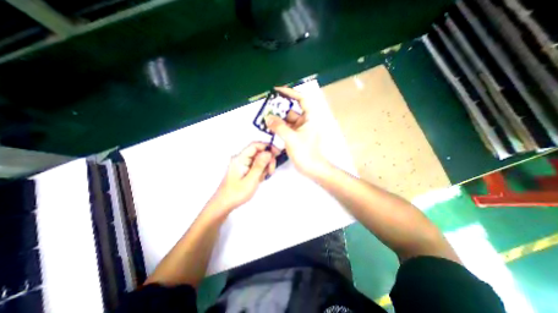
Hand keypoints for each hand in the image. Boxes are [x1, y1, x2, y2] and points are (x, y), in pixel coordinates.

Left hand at [211, 142, 274, 212]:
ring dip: (264, 166)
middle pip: (258, 152)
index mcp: (240, 158)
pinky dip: (260, 170)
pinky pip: (255, 165)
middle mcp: (240, 159)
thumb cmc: (236, 193)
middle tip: (270, 170)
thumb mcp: (251, 179)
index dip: (267, 147)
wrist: (224, 204)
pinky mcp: (243, 168)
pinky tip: (259, 178)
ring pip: (258, 159)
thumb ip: (259, 165)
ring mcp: (242, 164)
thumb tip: (268, 153)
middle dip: (267, 159)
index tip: (276, 153)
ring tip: (263, 177)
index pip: (255, 145)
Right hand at [265, 86, 327, 177]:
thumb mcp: (291, 138)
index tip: (278, 90)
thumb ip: (279, 127)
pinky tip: (269, 127)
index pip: (301, 100)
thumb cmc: (306, 152)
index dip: (291, 93)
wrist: (312, 168)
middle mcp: (305, 121)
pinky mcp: (295, 136)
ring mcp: (299, 129)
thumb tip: (267, 118)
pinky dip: (278, 127)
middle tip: (266, 107)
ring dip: (277, 119)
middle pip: (291, 110)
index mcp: (309, 118)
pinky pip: (285, 128)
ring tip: (264, 117)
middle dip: (279, 109)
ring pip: (287, 120)